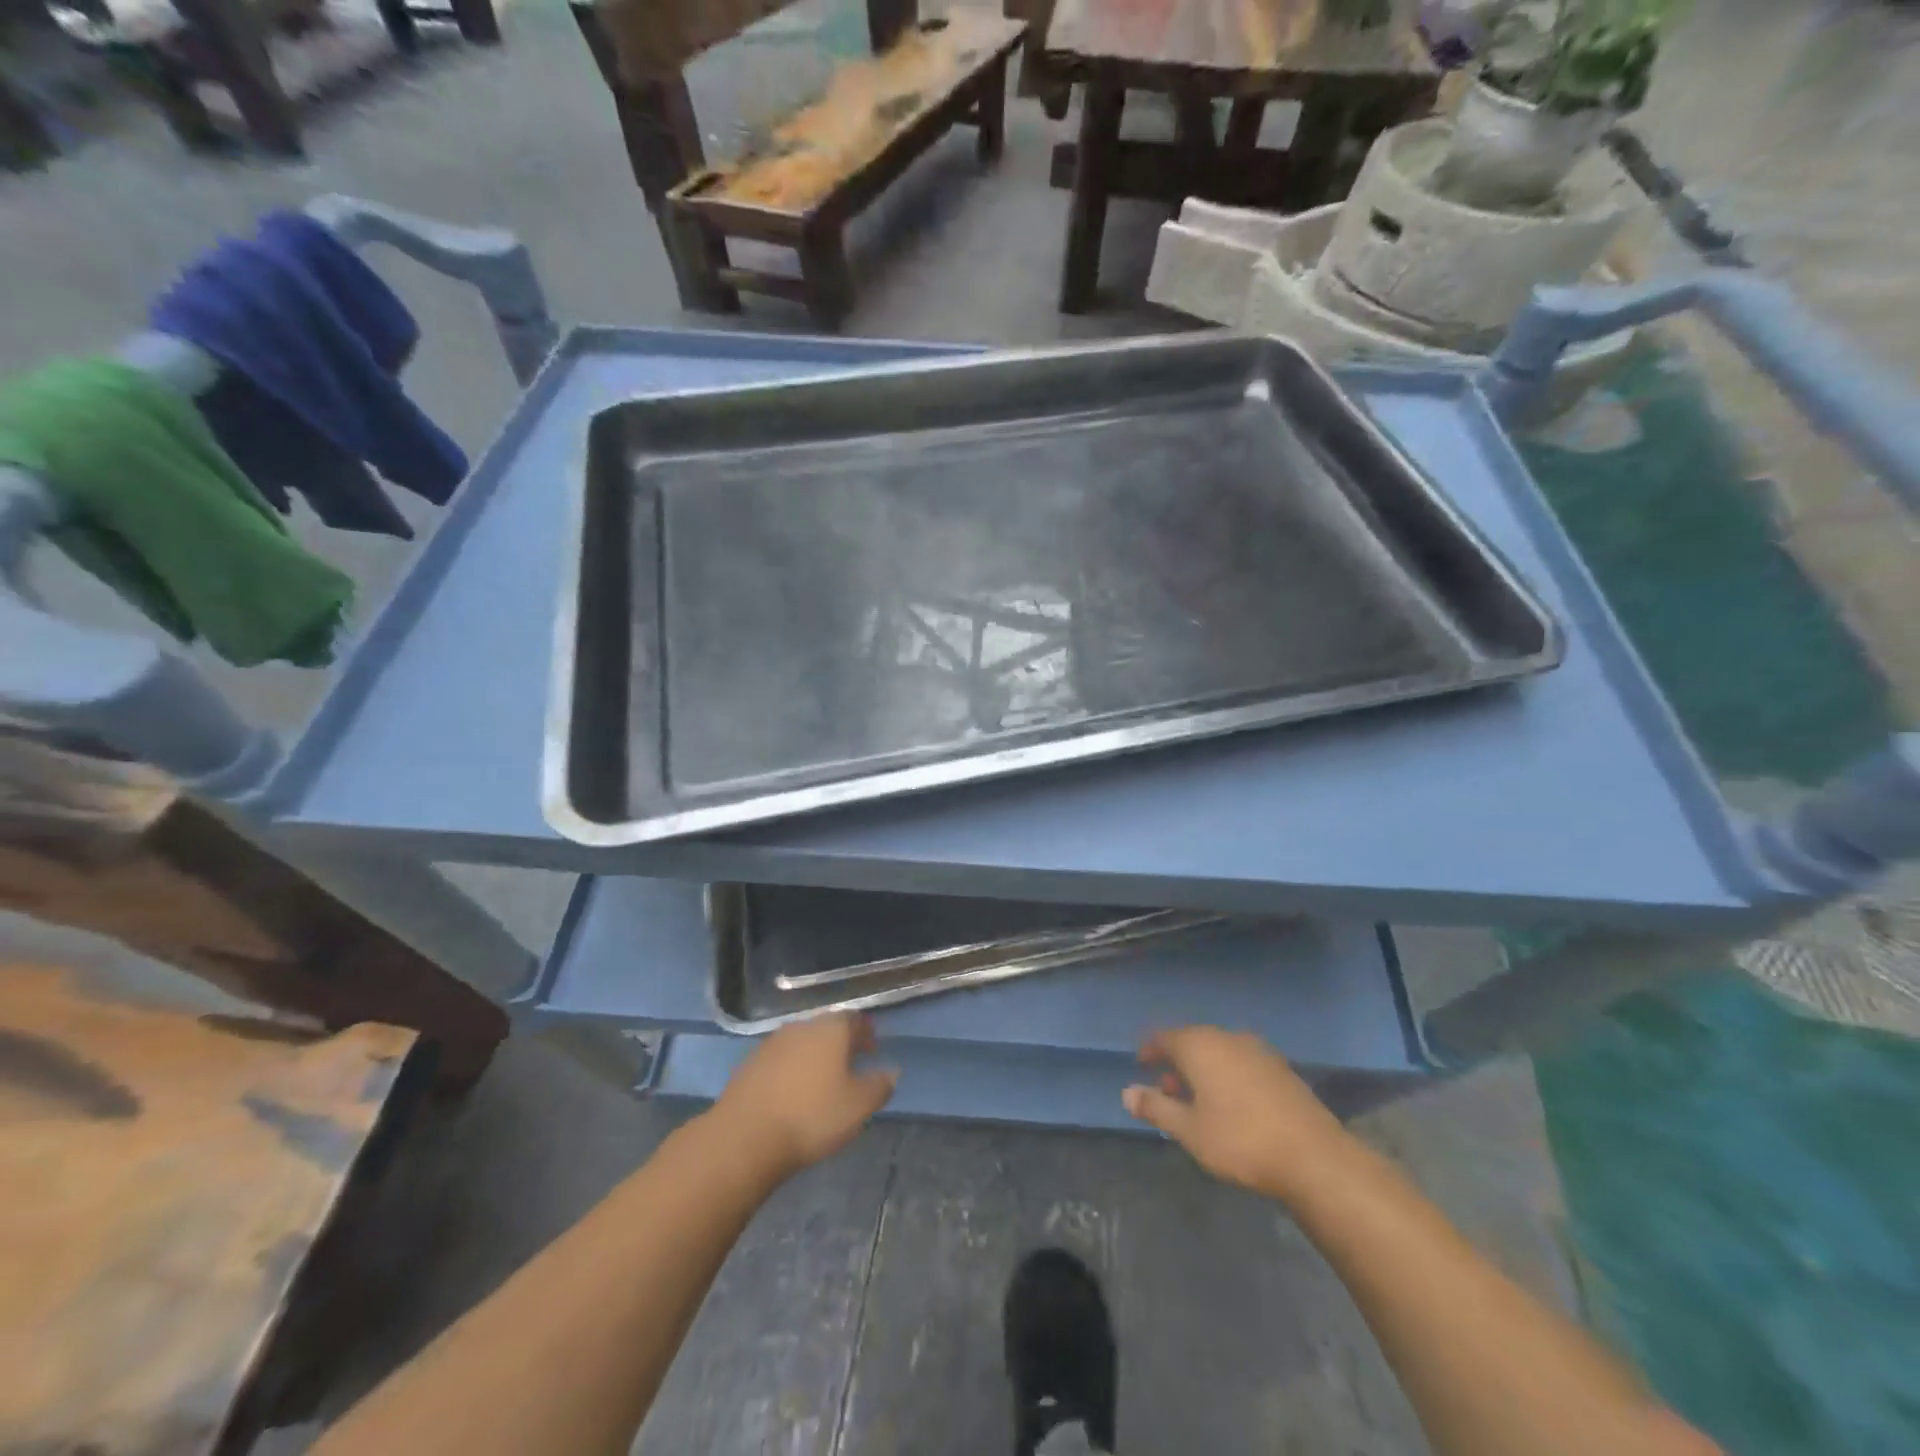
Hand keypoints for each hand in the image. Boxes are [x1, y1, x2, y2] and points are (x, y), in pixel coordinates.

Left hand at [711, 1013, 896, 1179]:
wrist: (744, 1138)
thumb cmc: (811, 1117)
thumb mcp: (858, 1106)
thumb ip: (879, 1085)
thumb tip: (891, 1071)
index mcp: (830, 1029)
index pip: (854, 1019)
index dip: (865, 1032)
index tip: (872, 1049)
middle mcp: (800, 1027)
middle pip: (826, 1028)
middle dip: (840, 1043)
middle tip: (850, 1064)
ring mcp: (771, 1044)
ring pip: (801, 1043)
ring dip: (813, 1056)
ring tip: (821, 1081)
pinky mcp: (749, 1065)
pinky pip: (779, 1060)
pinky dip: (791, 1069)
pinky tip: (792, 1092)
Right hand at [1124, 1027, 1354, 1202]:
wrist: (1314, 1157)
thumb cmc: (1240, 1141)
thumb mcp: (1189, 1130)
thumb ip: (1156, 1108)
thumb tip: (1127, 1092)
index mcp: (1199, 1045)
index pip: (1164, 1037)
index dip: (1150, 1049)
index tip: (1141, 1064)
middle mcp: (1227, 1038)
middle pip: (1193, 1041)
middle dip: (1177, 1062)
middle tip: (1166, 1088)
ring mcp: (1258, 1051)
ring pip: (1220, 1052)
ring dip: (1204, 1070)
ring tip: (1197, 1100)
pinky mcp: (1281, 1068)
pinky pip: (1242, 1062)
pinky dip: (1228, 1075)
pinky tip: (1232, 1103)